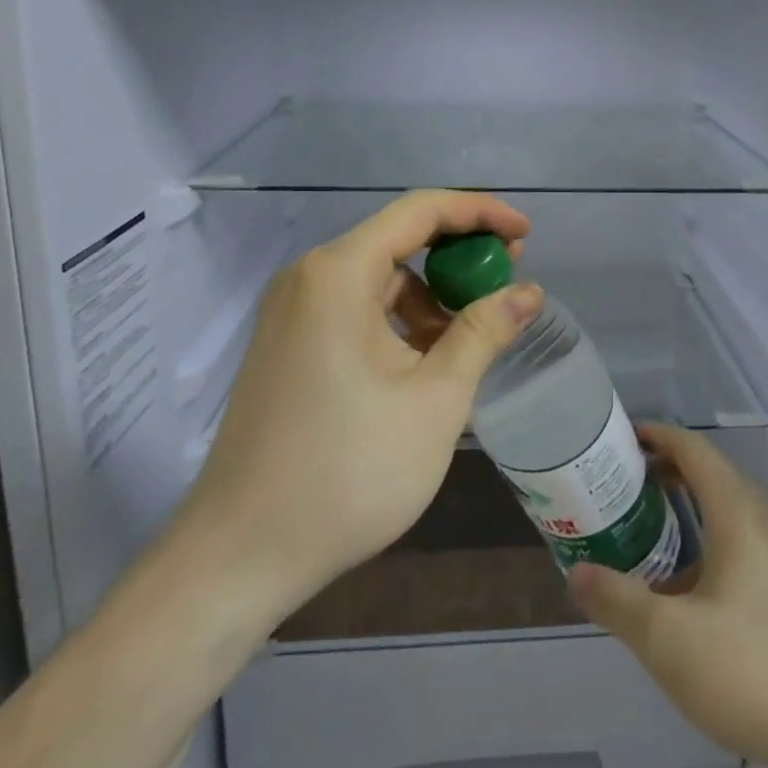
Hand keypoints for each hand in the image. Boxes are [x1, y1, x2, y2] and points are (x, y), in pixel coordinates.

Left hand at [179, 190, 542, 625]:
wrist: (239, 557)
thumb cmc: (348, 471)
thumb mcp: (436, 399)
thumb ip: (484, 332)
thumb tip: (527, 292)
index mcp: (338, 274)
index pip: (420, 211)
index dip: (480, 213)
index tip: (525, 236)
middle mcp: (308, 279)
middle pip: (398, 241)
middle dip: (458, 257)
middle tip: (507, 284)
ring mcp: (292, 314)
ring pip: (379, 281)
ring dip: (431, 298)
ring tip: (473, 338)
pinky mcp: (288, 348)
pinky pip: (356, 312)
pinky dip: (399, 323)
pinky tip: (428, 364)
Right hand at [569, 425, 767, 767]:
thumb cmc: (762, 669)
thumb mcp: (672, 641)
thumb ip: (618, 602)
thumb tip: (577, 572)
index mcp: (739, 512)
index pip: (693, 449)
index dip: (655, 435)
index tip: (618, 438)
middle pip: (712, 479)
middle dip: (665, 477)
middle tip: (620, 491)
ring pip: (732, 519)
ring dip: (689, 519)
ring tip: (649, 545)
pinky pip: (749, 552)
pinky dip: (713, 553)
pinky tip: (696, 604)